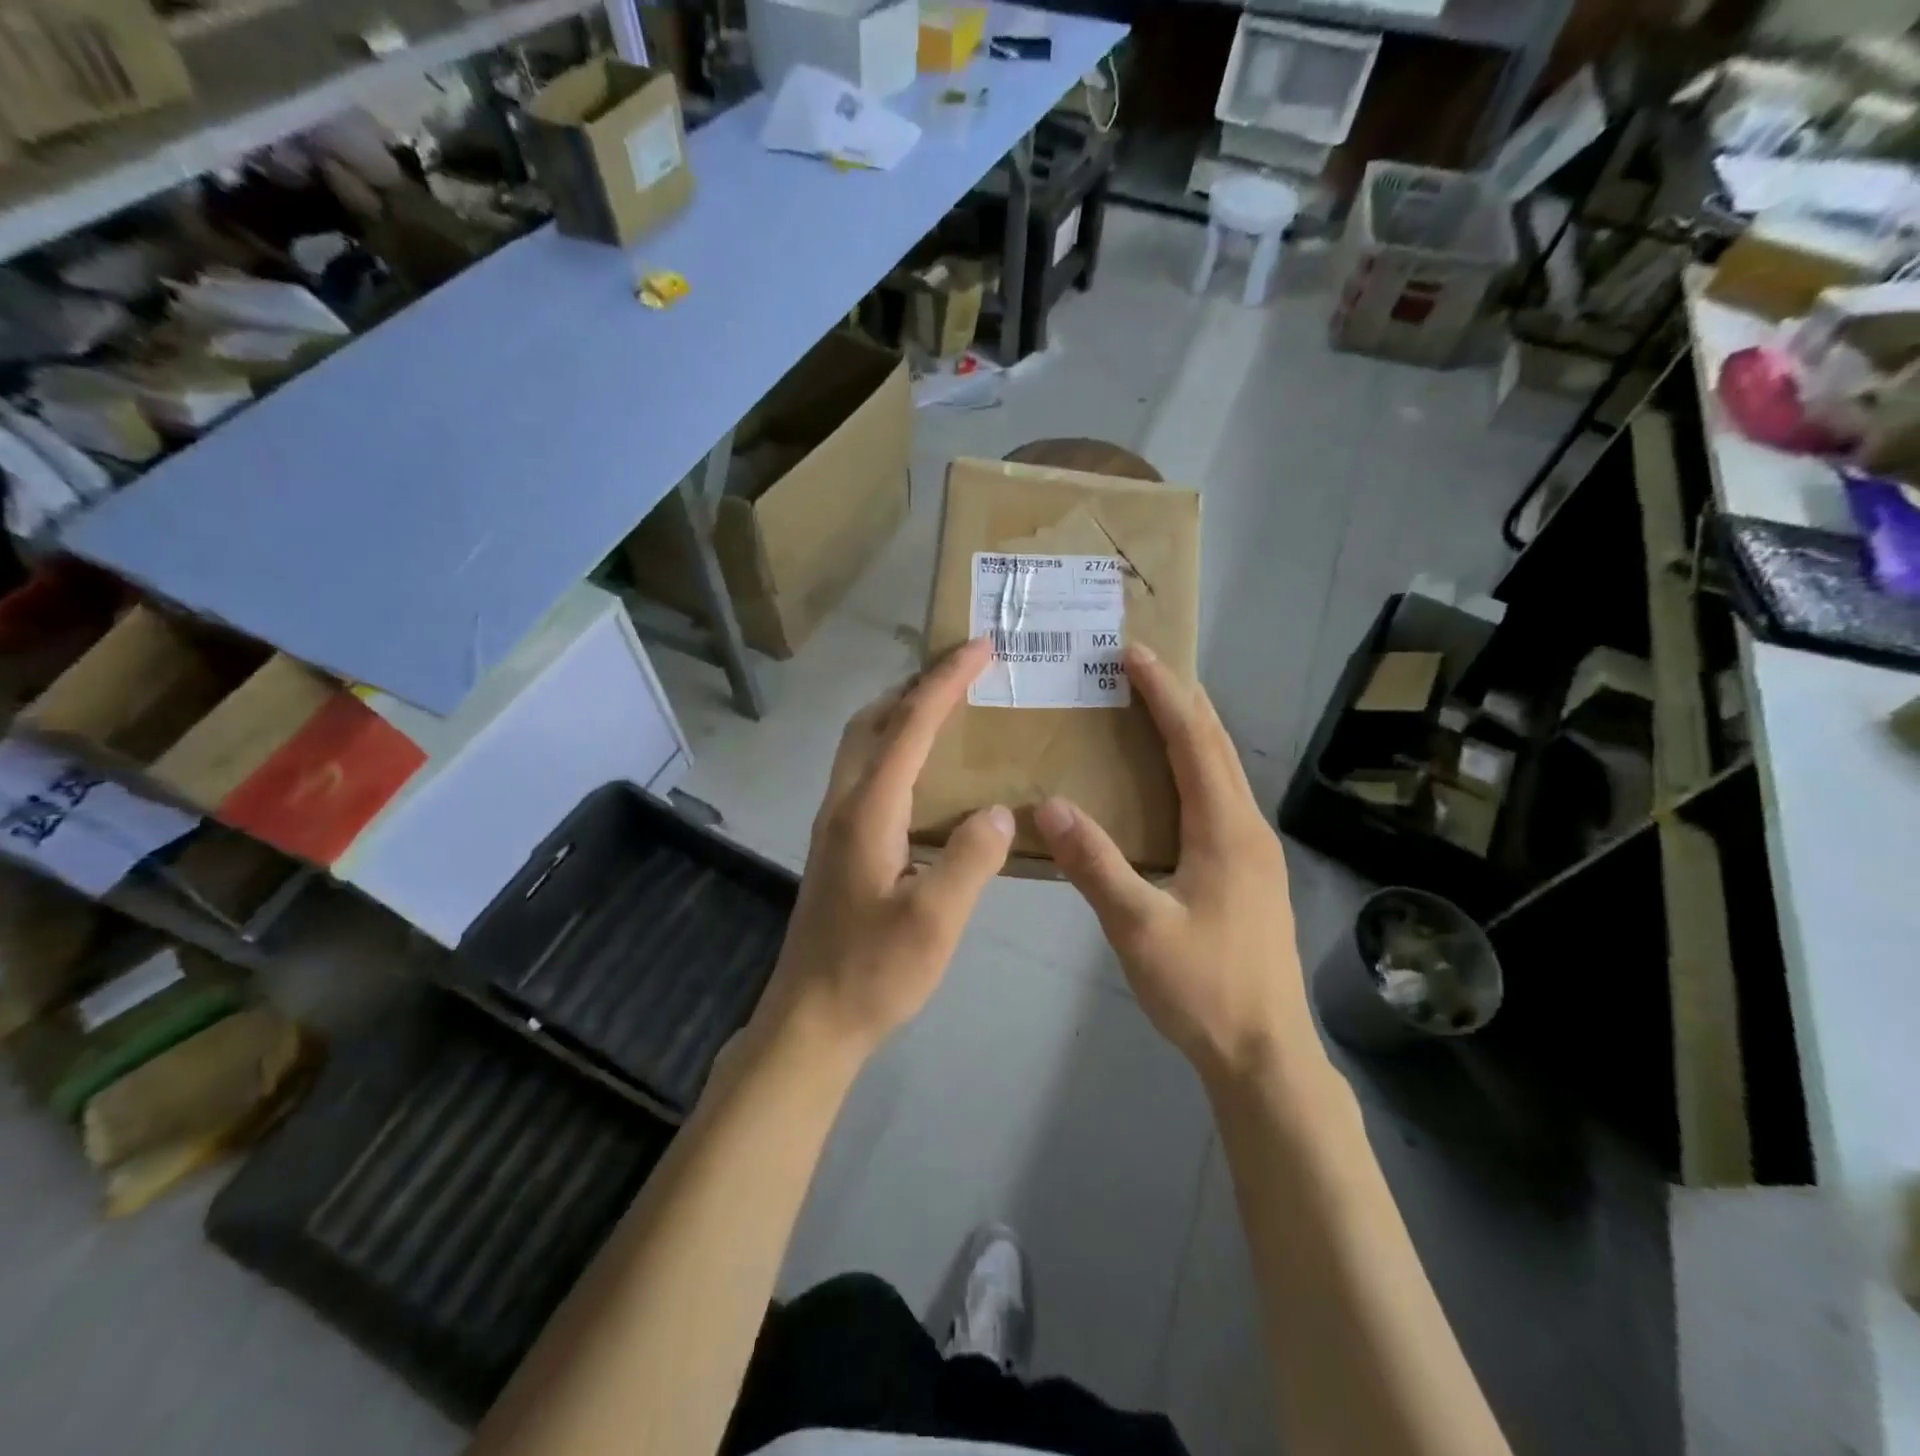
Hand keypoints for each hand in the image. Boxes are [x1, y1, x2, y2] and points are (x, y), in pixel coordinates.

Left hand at [756, 637, 1013, 1061]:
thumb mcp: (935, 921)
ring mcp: (833, 823)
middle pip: (874, 720)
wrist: (811, 1019)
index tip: (981, 647)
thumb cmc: (873, 972)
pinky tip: (922, 769)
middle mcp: (843, 803)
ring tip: (947, 705)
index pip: (911, 726)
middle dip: (918, 683)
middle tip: (963, 669)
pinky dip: (894, 744)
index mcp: (867, 810)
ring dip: (901, 711)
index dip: (947, 682)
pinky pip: (864, 770)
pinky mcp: (836, 843)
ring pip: (862, 743)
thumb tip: (997, 810)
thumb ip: (971, 859)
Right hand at [1035, 645, 1311, 1087]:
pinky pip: (1219, 799)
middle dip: (1180, 699)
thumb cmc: (1204, 989)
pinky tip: (1168, 782)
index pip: (1194, 741)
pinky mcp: (1250, 874)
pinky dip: (1193, 767)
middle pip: (1216, 746)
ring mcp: (1254, 852)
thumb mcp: (1140, 929)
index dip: (1164, 694)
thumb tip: (1049, 805)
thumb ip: (1095, 864)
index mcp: (1226, 830)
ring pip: (1222, 772)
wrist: (1265, 1055)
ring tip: (1150, 708)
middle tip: (1140, 667)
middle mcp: (1248, 829)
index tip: (1134, 654)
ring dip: (1189, 731)